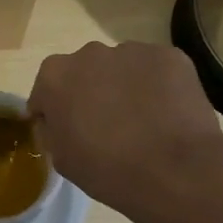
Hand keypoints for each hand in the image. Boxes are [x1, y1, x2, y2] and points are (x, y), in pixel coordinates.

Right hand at [29, 41, 222, 222]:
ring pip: (122, 67)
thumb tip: (58, 121)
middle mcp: (89, 53)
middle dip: (91, 92)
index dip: (55, 112)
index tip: (68, 132)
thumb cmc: (108, 170)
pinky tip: (166, 115)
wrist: (176, 172)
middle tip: (107, 126)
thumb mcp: (62, 159)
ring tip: (143, 122)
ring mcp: (132, 51)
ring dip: (125, 87)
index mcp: (55, 76)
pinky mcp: (169, 56)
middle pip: (85, 72)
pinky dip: (158, 87)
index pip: (46, 90)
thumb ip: (52, 130)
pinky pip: (156, 70)